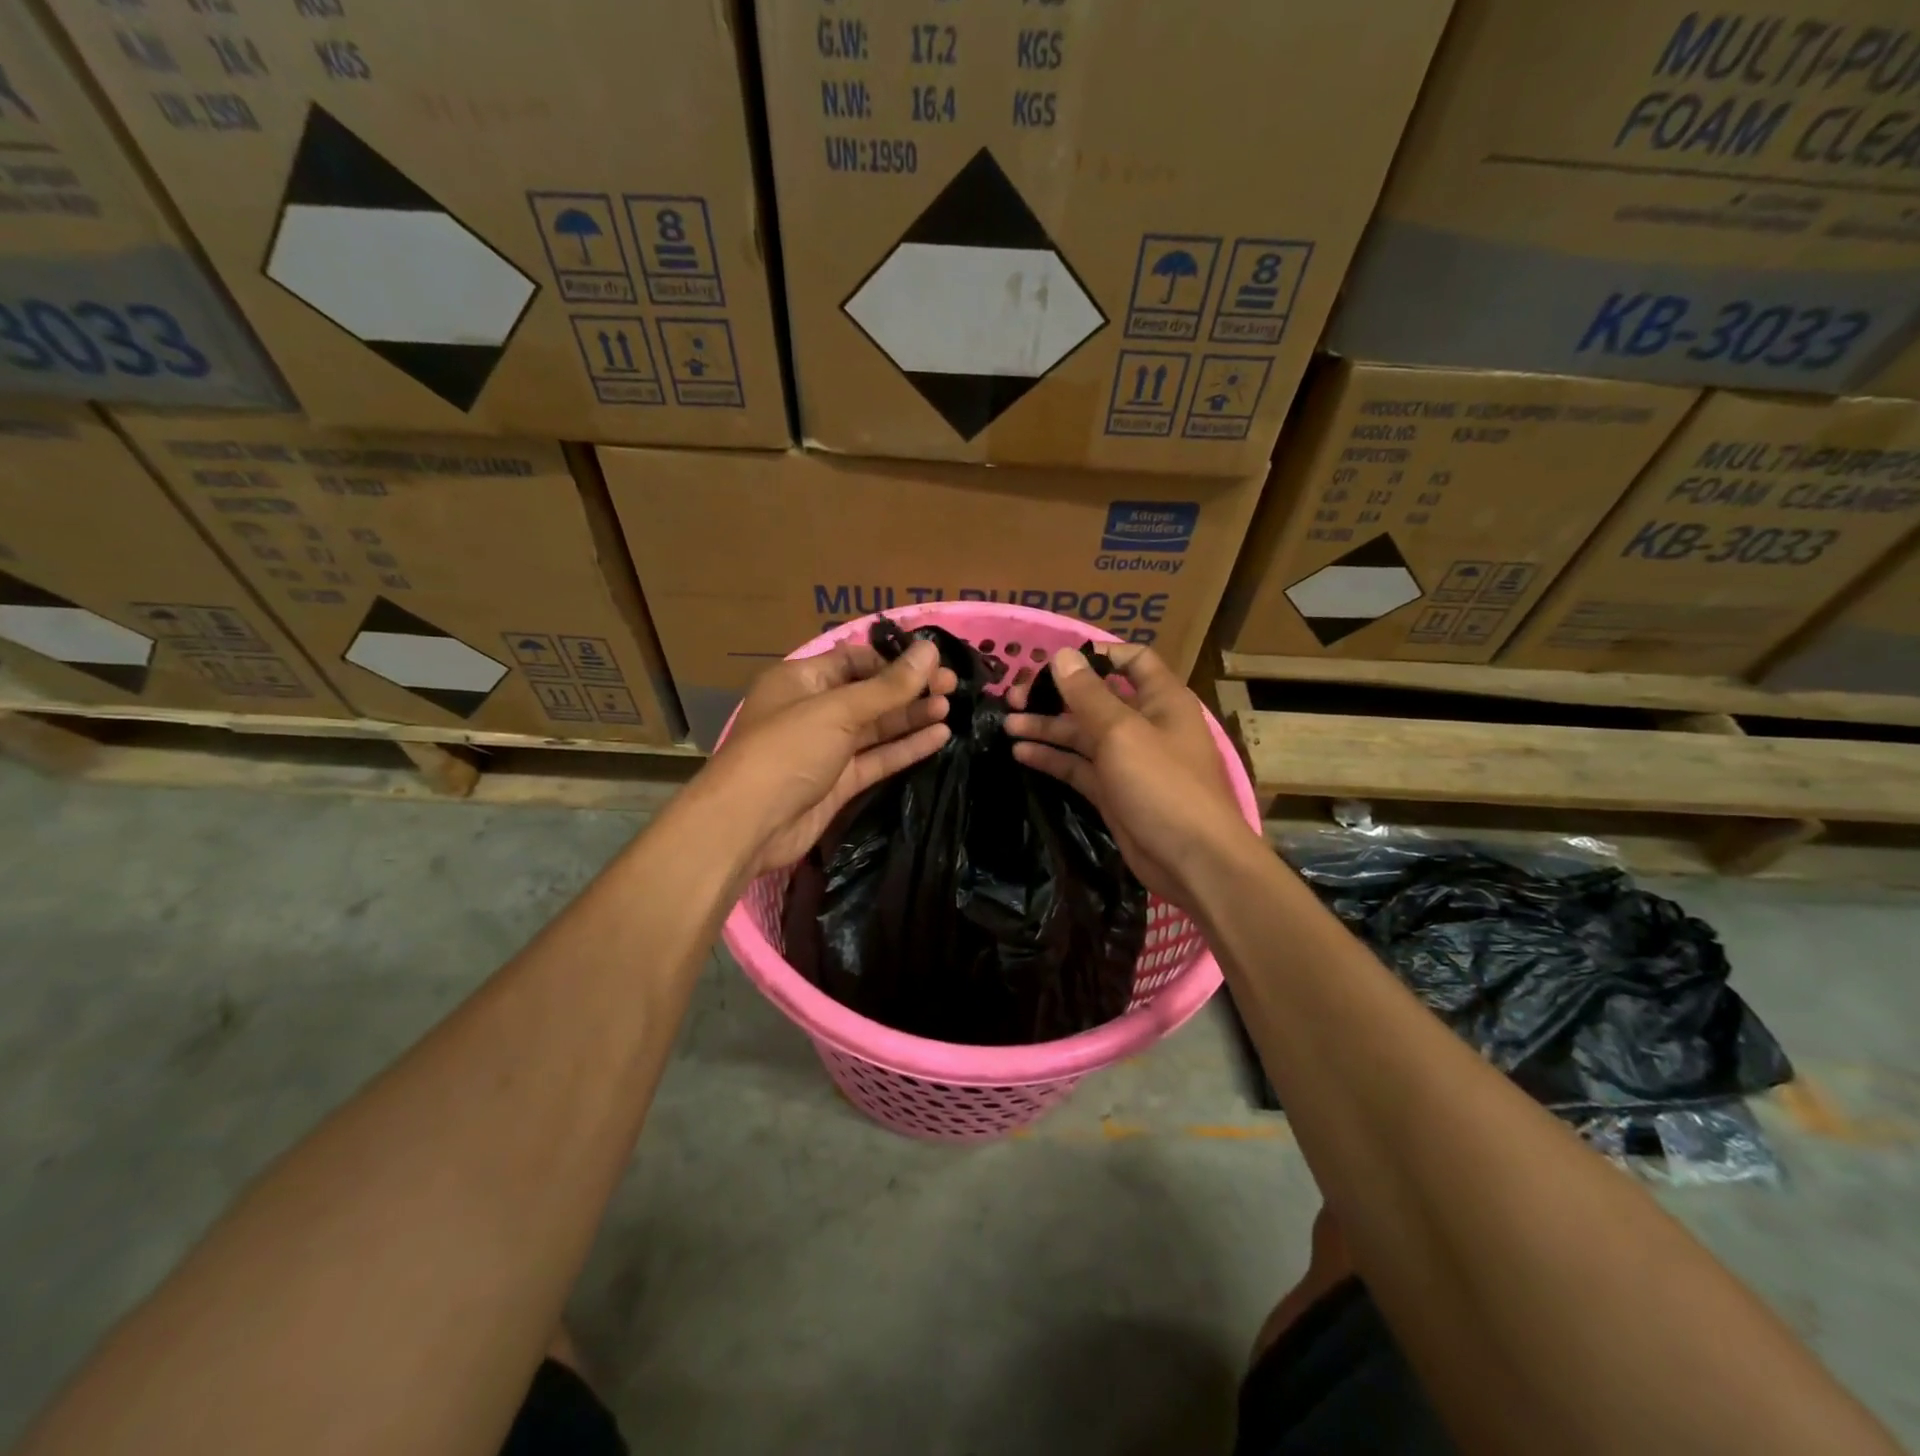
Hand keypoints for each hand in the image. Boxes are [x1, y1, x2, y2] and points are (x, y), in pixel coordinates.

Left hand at [705, 639, 956, 876]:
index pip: (854, 660)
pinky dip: (905, 747)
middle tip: (952, 686)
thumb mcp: (838, 711)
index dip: (893, 660)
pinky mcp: (838, 782)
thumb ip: (888, 686)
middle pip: (869, 693)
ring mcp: (826, 748)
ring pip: (875, 727)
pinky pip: (876, 758)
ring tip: (950, 708)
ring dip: (911, 716)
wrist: (749, 825)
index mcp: (801, 680)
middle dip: (908, 688)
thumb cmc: (787, 751)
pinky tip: (939, 736)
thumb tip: (931, 650)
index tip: (933, 661)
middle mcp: (813, 709)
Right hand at [1005, 646, 1256, 904]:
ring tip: (1007, 724)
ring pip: (1082, 734)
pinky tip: (1021, 752)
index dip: (1097, 656)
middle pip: (1096, 698)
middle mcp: (1144, 724)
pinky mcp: (1113, 792)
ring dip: (1047, 727)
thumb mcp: (1122, 733)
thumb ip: (1088, 694)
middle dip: (1056, 695)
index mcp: (1160, 699)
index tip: (1056, 662)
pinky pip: (1078, 766)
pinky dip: (1052, 758)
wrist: (1193, 860)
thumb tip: (1062, 655)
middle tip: (1013, 698)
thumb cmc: (1164, 785)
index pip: (1132, 660)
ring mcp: (1128, 760)